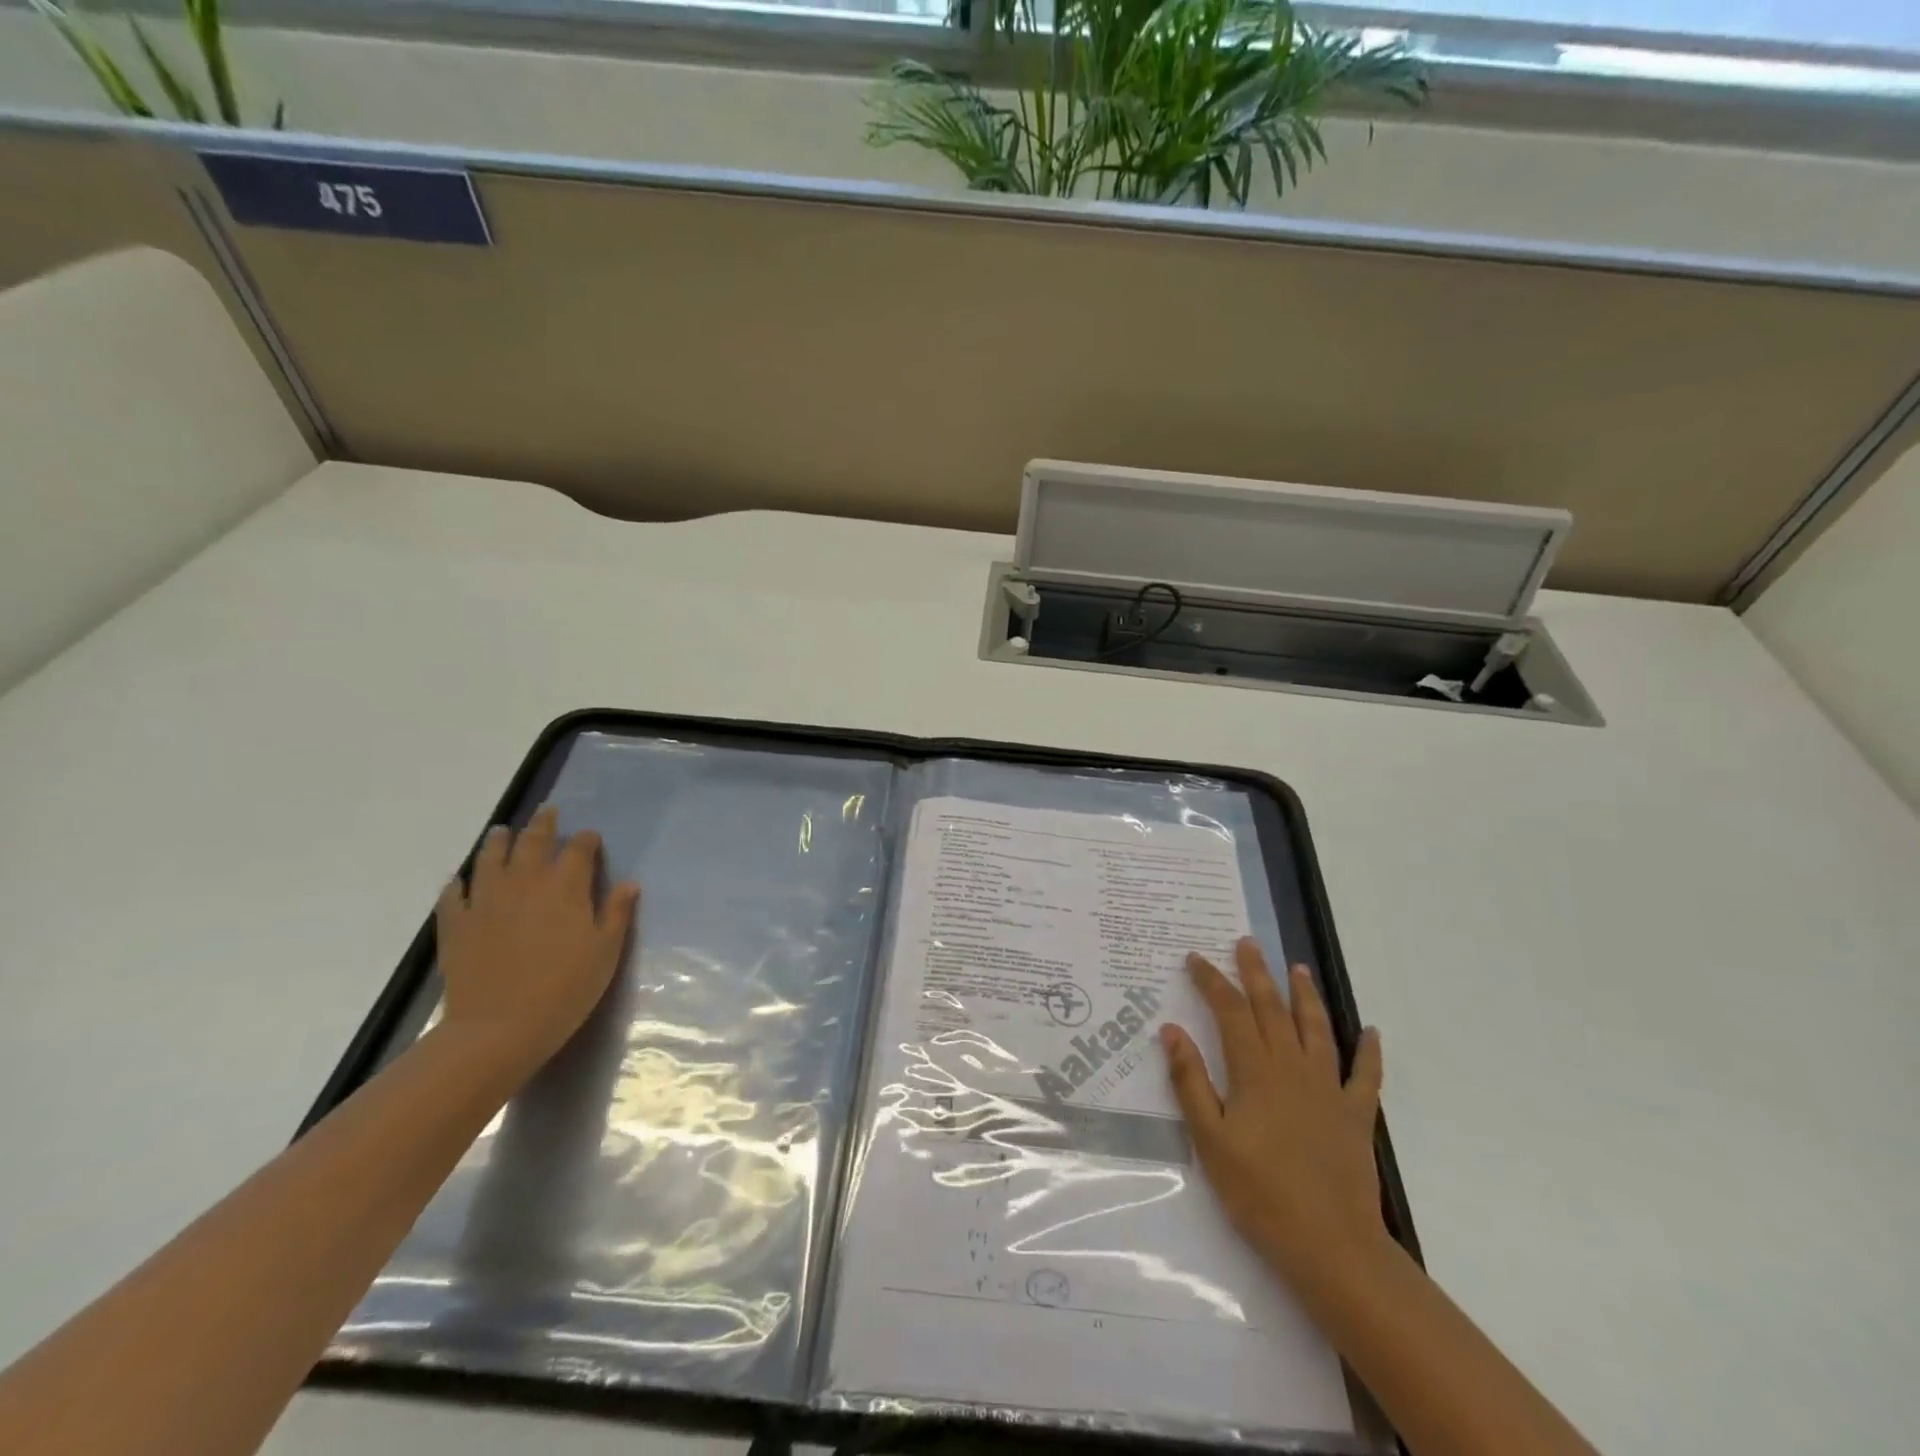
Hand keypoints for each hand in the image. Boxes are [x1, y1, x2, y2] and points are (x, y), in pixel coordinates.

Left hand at [435, 805, 640, 1079]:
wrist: (499, 1028)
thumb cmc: (565, 989)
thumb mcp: (606, 951)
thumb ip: (617, 913)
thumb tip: (629, 883)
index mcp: (566, 886)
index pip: (579, 849)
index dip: (587, 840)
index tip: (591, 839)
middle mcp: (525, 882)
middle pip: (534, 842)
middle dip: (543, 825)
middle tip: (547, 812)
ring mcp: (486, 900)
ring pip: (491, 858)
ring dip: (499, 841)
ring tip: (502, 831)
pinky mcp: (456, 923)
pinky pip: (454, 894)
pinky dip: (458, 883)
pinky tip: (460, 881)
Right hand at [1163, 938, 1386, 1302]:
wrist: (1332, 1247)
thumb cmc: (1260, 1194)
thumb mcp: (1210, 1140)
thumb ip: (1191, 1082)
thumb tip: (1171, 1030)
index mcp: (1255, 1072)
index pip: (1229, 1011)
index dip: (1212, 981)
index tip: (1195, 958)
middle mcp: (1293, 1068)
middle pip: (1271, 1009)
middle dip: (1256, 973)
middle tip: (1247, 943)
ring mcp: (1329, 1089)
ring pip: (1316, 1029)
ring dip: (1305, 995)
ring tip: (1298, 968)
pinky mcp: (1355, 1115)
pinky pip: (1365, 1075)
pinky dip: (1369, 1051)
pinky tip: (1371, 1032)